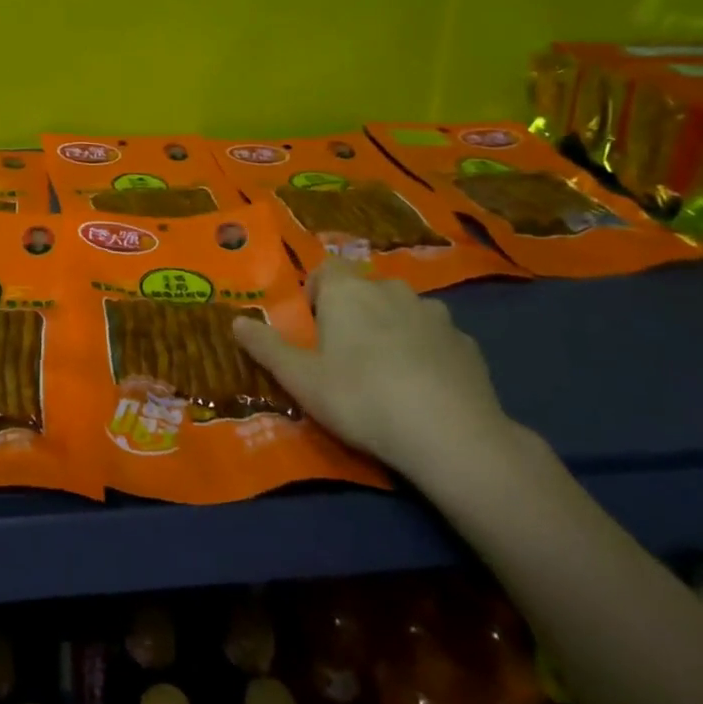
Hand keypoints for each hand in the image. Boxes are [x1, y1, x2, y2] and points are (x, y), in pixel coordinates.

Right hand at [231, 260, 512, 482]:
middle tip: (345, 358)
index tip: (313, 329)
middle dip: (354, 314)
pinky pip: (436, 339)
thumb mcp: (301, 379)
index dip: (315, 294)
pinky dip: (427, 354)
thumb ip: (266, 348)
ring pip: (403, 312)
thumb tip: (235, 321)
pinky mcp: (466, 343)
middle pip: (364, 290)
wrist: (450, 433)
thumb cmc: (361, 397)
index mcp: (347, 291)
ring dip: (392, 330)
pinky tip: (425, 391)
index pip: (325, 270)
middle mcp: (390, 289)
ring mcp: (434, 314)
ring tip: (388, 375)